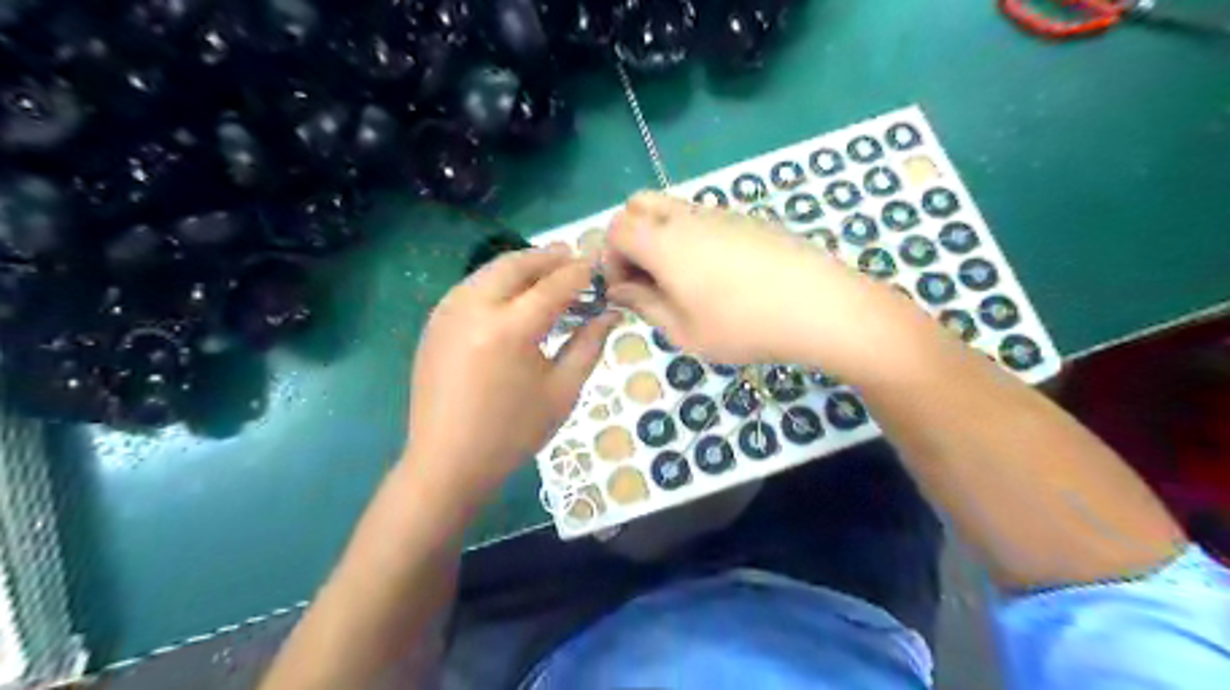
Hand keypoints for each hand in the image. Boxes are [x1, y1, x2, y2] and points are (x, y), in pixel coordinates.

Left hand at [403, 246, 613, 510]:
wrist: (448, 461)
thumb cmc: (513, 433)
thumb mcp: (562, 391)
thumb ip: (589, 345)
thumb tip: (611, 313)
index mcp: (510, 329)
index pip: (554, 285)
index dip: (580, 272)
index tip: (599, 264)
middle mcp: (474, 308)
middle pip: (516, 265)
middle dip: (548, 257)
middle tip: (574, 257)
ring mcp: (448, 312)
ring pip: (490, 270)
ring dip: (522, 265)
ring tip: (548, 271)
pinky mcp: (435, 322)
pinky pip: (472, 286)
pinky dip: (498, 280)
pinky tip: (514, 295)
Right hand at [605, 190, 901, 371]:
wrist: (820, 307)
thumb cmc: (744, 326)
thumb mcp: (684, 330)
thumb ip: (645, 305)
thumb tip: (619, 290)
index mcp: (664, 242)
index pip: (616, 228)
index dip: (610, 259)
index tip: (627, 291)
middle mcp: (687, 217)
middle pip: (639, 204)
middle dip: (629, 237)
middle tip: (646, 277)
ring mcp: (721, 213)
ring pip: (672, 209)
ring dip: (660, 237)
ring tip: (682, 282)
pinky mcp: (748, 219)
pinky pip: (704, 218)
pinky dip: (691, 238)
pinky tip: (718, 276)